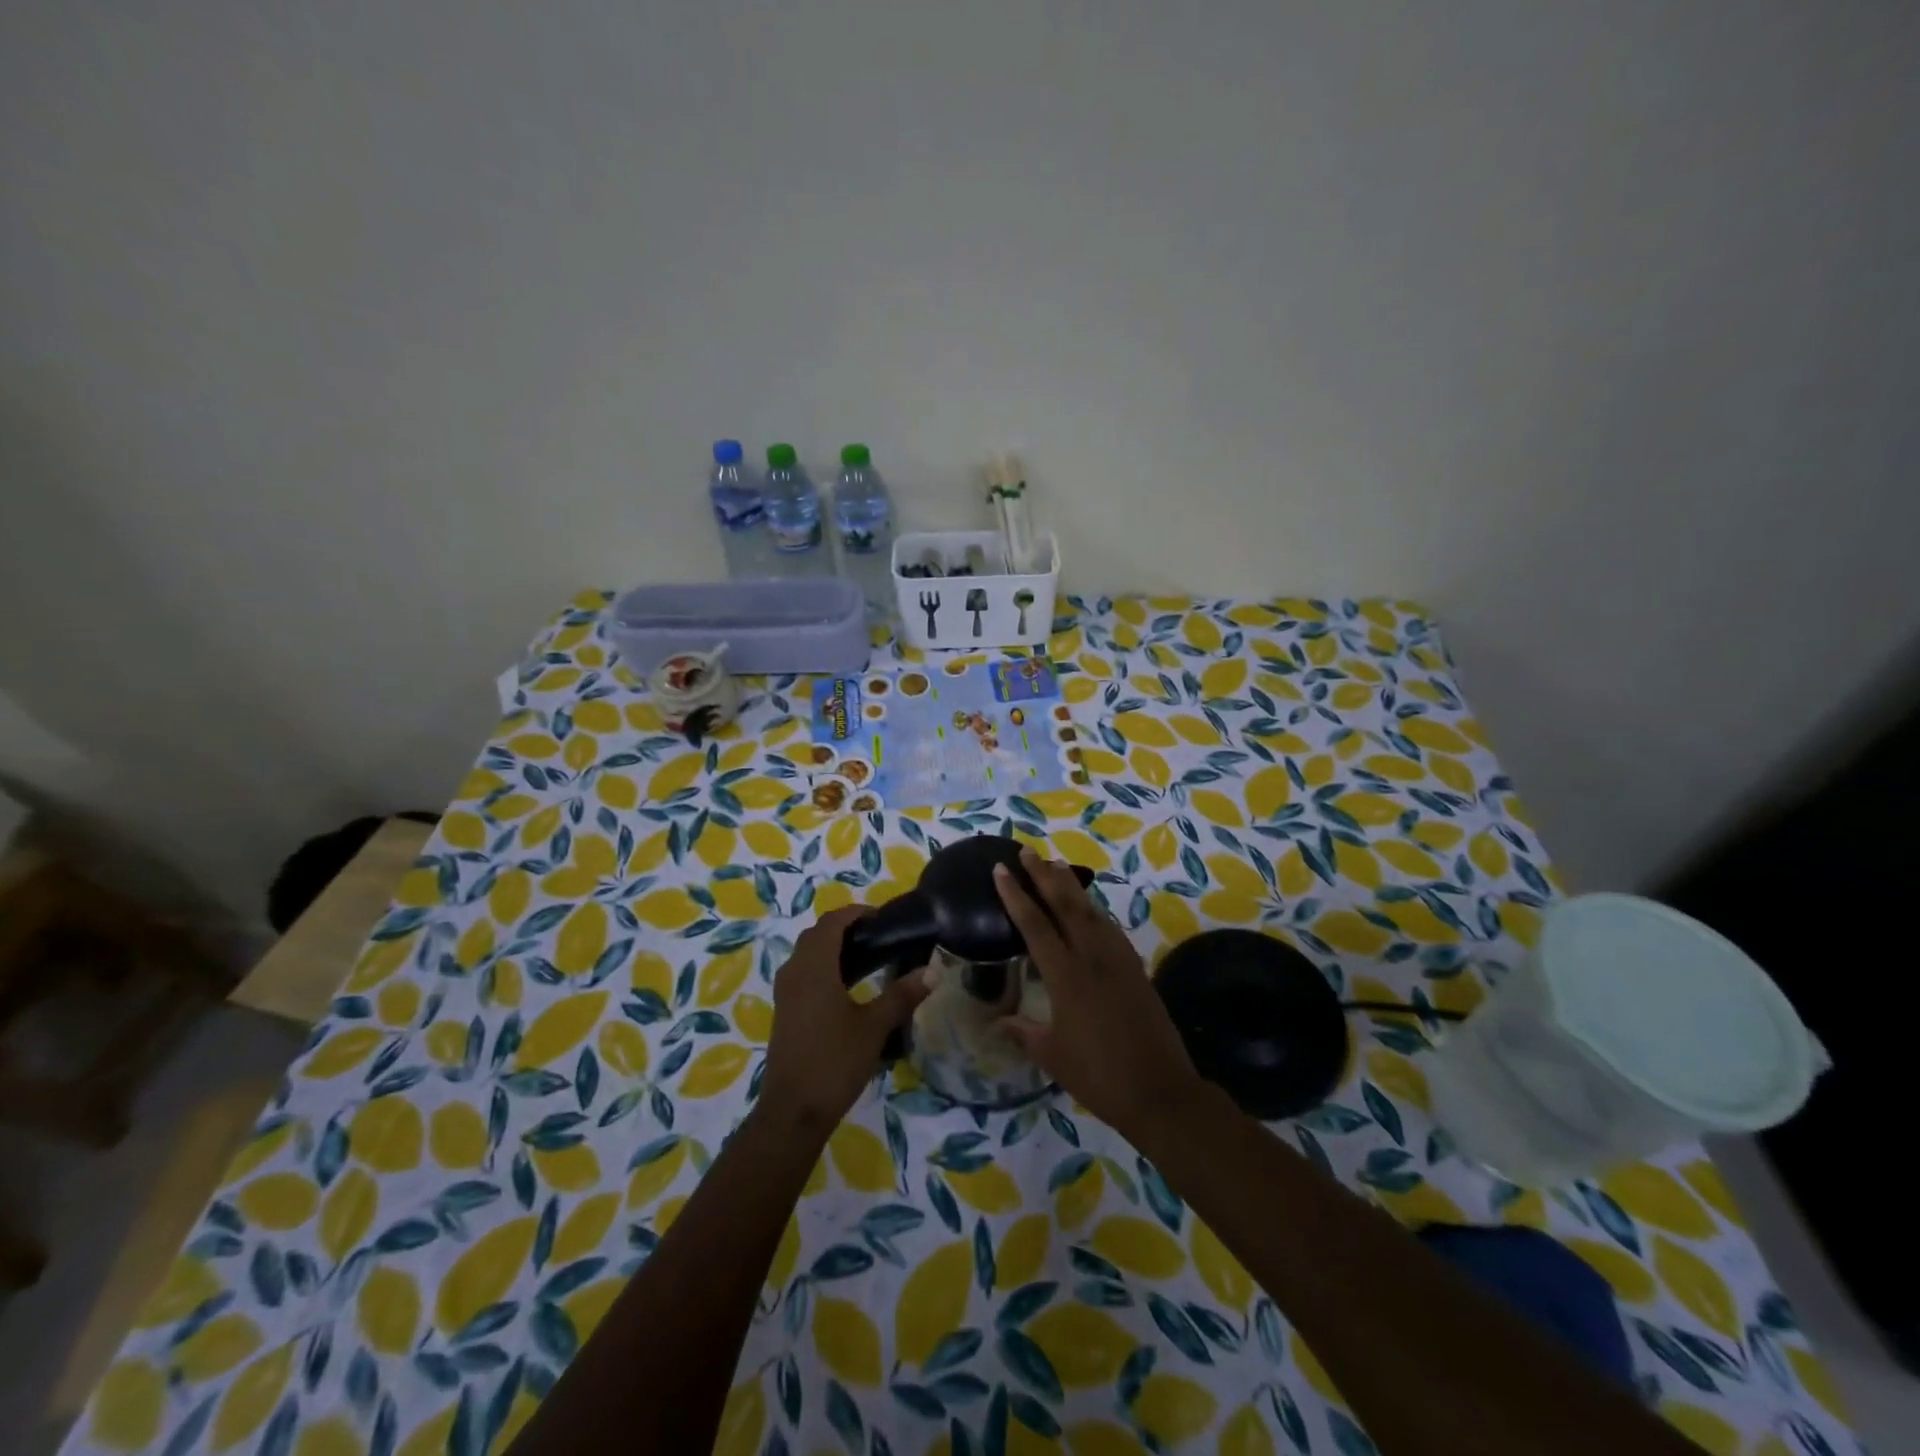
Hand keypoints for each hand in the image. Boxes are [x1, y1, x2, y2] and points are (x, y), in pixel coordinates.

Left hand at [762, 906, 928, 1129]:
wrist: (793, 1111)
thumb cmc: (834, 1062)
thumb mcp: (874, 1027)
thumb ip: (902, 995)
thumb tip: (932, 971)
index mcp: (814, 967)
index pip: (832, 922)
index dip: (856, 913)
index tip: (883, 918)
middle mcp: (795, 971)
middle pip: (817, 934)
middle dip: (845, 928)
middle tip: (879, 936)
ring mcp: (785, 992)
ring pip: (807, 954)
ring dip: (832, 947)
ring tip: (868, 958)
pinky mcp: (784, 1010)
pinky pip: (803, 973)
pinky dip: (823, 967)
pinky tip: (847, 987)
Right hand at [995, 848, 1205, 1138]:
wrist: (1159, 1089)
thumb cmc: (1098, 1075)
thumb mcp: (1052, 1055)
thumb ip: (1023, 1032)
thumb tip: (997, 1022)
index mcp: (1066, 976)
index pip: (1035, 924)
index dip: (1016, 895)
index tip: (1002, 869)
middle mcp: (1092, 957)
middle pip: (1065, 904)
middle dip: (1044, 874)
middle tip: (1027, 851)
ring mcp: (1118, 959)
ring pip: (1091, 910)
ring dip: (1071, 885)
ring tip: (1055, 865)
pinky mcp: (1136, 968)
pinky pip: (1110, 927)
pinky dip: (1094, 910)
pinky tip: (1089, 908)